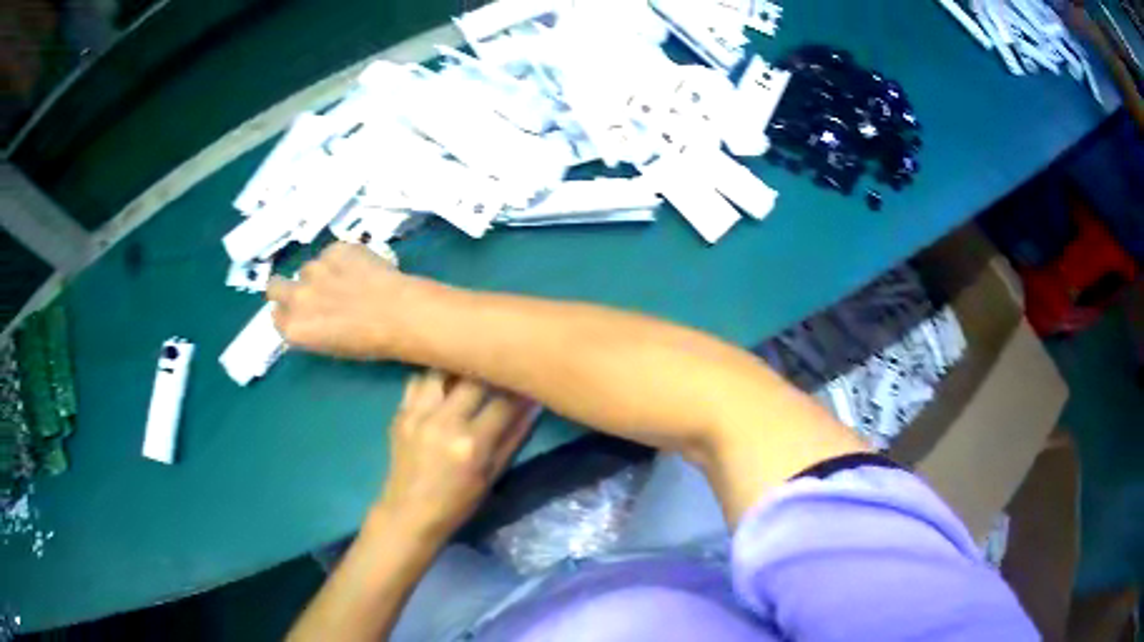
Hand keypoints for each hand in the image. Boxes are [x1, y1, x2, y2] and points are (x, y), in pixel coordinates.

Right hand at [266, 243, 412, 358]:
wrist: (399, 314)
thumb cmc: (369, 341)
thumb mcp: (330, 346)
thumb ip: (309, 327)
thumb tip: (306, 314)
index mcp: (294, 329)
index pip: (276, 315)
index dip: (288, 311)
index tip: (302, 312)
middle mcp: (296, 298)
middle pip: (274, 286)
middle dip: (286, 287)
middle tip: (310, 292)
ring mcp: (314, 270)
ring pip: (308, 268)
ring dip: (321, 274)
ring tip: (348, 282)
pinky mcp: (333, 249)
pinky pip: (331, 253)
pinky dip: (342, 259)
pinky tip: (361, 269)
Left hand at [377, 371, 538, 541]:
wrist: (409, 513)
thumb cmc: (458, 502)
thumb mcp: (493, 474)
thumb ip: (514, 437)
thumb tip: (534, 404)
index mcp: (471, 443)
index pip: (504, 401)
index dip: (521, 387)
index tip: (528, 378)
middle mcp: (444, 422)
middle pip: (474, 377)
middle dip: (492, 371)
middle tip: (501, 368)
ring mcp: (418, 414)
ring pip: (443, 370)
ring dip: (460, 369)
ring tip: (471, 371)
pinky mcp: (400, 413)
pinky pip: (419, 380)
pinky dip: (434, 379)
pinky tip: (443, 386)